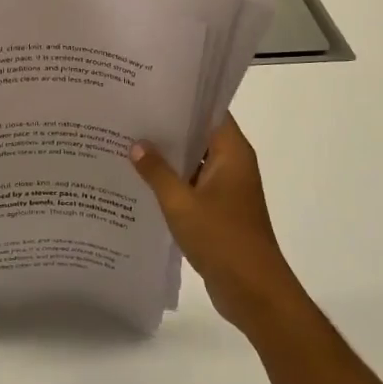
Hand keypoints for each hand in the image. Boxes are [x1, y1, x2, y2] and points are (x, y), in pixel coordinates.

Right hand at [132, 116, 307, 335]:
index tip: (151, 90)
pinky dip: (171, 182)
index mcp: (233, 153)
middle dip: (168, 128)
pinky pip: (192, 186)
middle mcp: (233, 165)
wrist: (254, 292)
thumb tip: (136, 144)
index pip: (210, 112)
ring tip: (128, 143)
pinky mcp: (219, 211)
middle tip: (130, 115)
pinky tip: (140, 181)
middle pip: (200, 136)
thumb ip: (157, 172)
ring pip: (194, 162)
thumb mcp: (181, 203)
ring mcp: (227, 190)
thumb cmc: (222, 240)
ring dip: (167, 157)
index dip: (183, 99)